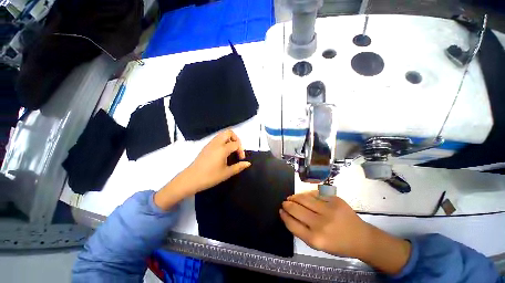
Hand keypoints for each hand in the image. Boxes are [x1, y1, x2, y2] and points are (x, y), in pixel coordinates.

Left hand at [154, 130, 250, 209]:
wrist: (190, 179)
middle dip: (236, 139)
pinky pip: (217, 138)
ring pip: (222, 134)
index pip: (236, 144)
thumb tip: (248, 163)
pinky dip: (223, 141)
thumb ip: (238, 167)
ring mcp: (210, 144)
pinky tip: (223, 152)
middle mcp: (216, 143)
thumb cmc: (210, 177)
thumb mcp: (226, 173)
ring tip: (231, 150)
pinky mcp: (206, 146)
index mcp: (222, 149)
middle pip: (229, 132)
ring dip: (229, 139)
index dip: (241, 150)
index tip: (241, 159)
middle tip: (237, 149)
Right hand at [280, 190, 410, 274]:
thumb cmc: (338, 244)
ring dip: (294, 197)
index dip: (284, 215)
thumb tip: (287, 214)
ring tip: (291, 197)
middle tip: (284, 202)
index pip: (292, 224)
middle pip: (296, 209)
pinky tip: (304, 196)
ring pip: (303, 198)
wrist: (362, 238)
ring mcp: (329, 209)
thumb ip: (301, 230)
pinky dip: (306, 194)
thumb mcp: (317, 244)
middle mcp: (321, 224)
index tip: (281, 210)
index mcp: (315, 239)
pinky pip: (315, 193)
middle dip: (287, 204)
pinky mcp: (335, 200)